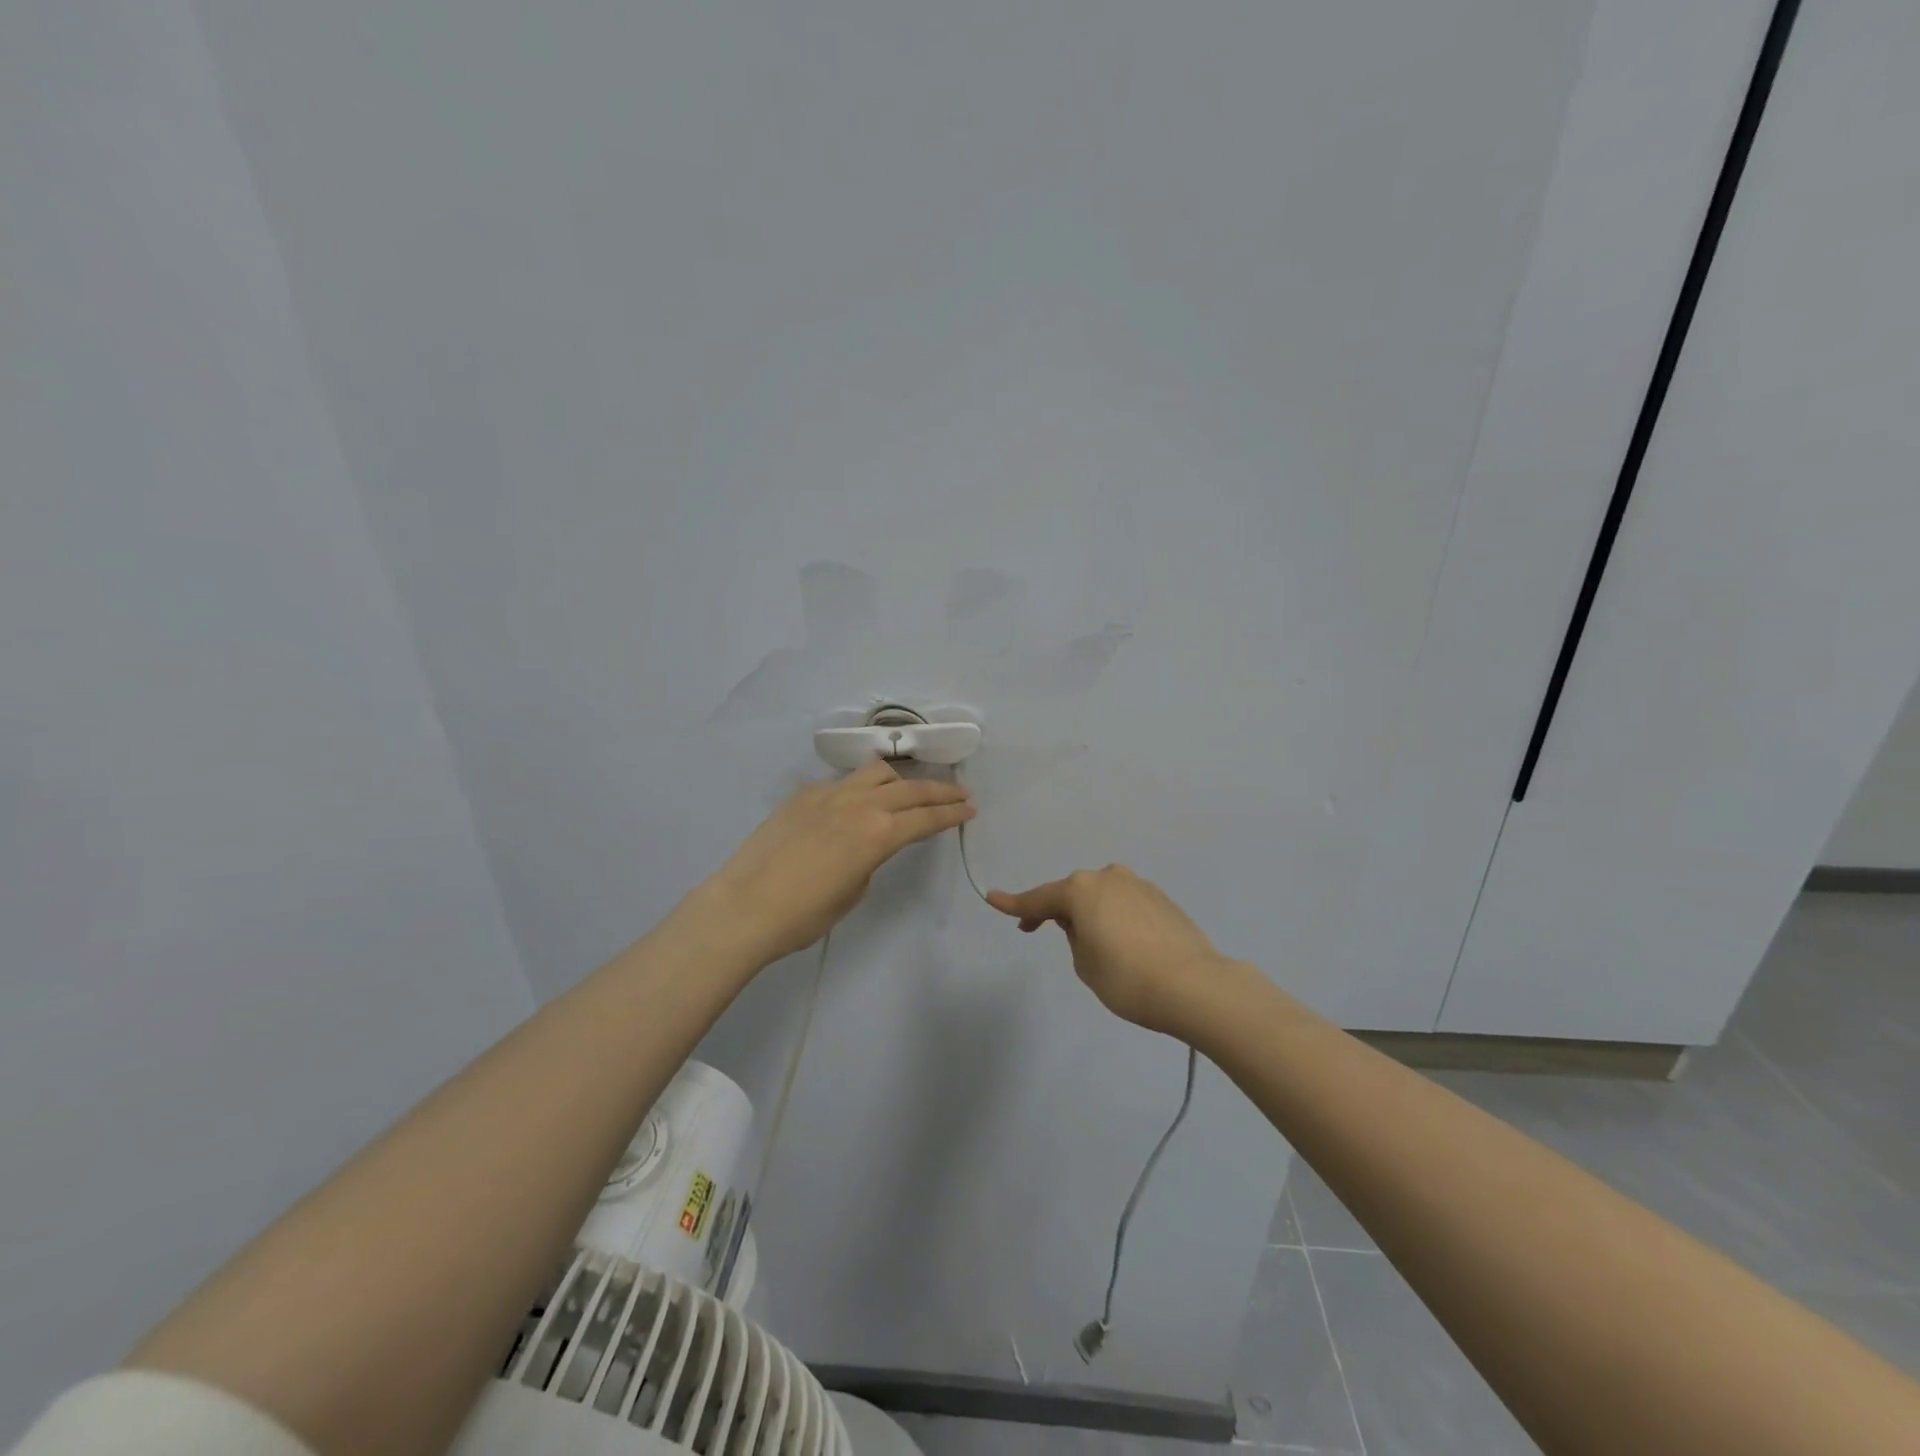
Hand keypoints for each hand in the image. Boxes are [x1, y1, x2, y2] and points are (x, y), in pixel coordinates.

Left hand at [702, 758, 973, 964]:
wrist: (745, 905)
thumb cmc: (804, 914)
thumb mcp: (853, 893)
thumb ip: (870, 861)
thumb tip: (867, 846)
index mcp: (878, 833)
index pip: (926, 818)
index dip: (952, 814)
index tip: (969, 810)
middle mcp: (860, 804)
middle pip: (911, 789)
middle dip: (940, 791)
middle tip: (960, 793)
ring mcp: (829, 794)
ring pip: (876, 772)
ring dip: (900, 780)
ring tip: (907, 792)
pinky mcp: (804, 795)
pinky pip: (842, 782)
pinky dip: (860, 787)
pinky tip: (855, 804)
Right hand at [986, 864, 1239, 1035]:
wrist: (1196, 986)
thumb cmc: (1127, 979)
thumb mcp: (1084, 964)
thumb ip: (1074, 937)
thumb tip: (1085, 924)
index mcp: (1081, 890)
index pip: (1038, 899)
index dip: (1014, 904)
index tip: (992, 898)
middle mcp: (1108, 877)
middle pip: (1072, 893)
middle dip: (1057, 910)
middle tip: (1042, 930)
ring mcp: (1139, 885)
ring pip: (1102, 896)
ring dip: (1090, 913)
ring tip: (1094, 946)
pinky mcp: (1162, 899)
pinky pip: (1126, 904)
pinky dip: (1116, 918)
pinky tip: (1125, 945)